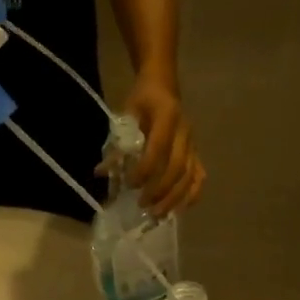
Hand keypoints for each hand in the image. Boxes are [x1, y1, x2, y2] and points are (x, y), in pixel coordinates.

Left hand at [123, 77, 204, 215]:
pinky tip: (180, 210)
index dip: (144, 170)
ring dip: (174, 198)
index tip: (129, 184)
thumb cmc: (142, 100)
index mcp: (167, 117)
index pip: (158, 149)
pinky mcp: (196, 152)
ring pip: (190, 176)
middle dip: (160, 190)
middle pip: (177, 168)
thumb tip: (100, 172)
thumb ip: (117, 144)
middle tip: (142, 206)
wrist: (163, 85)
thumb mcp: (126, 115)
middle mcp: (185, 132)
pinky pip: (199, 176)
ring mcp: (193, 144)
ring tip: (158, 214)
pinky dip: (191, 195)